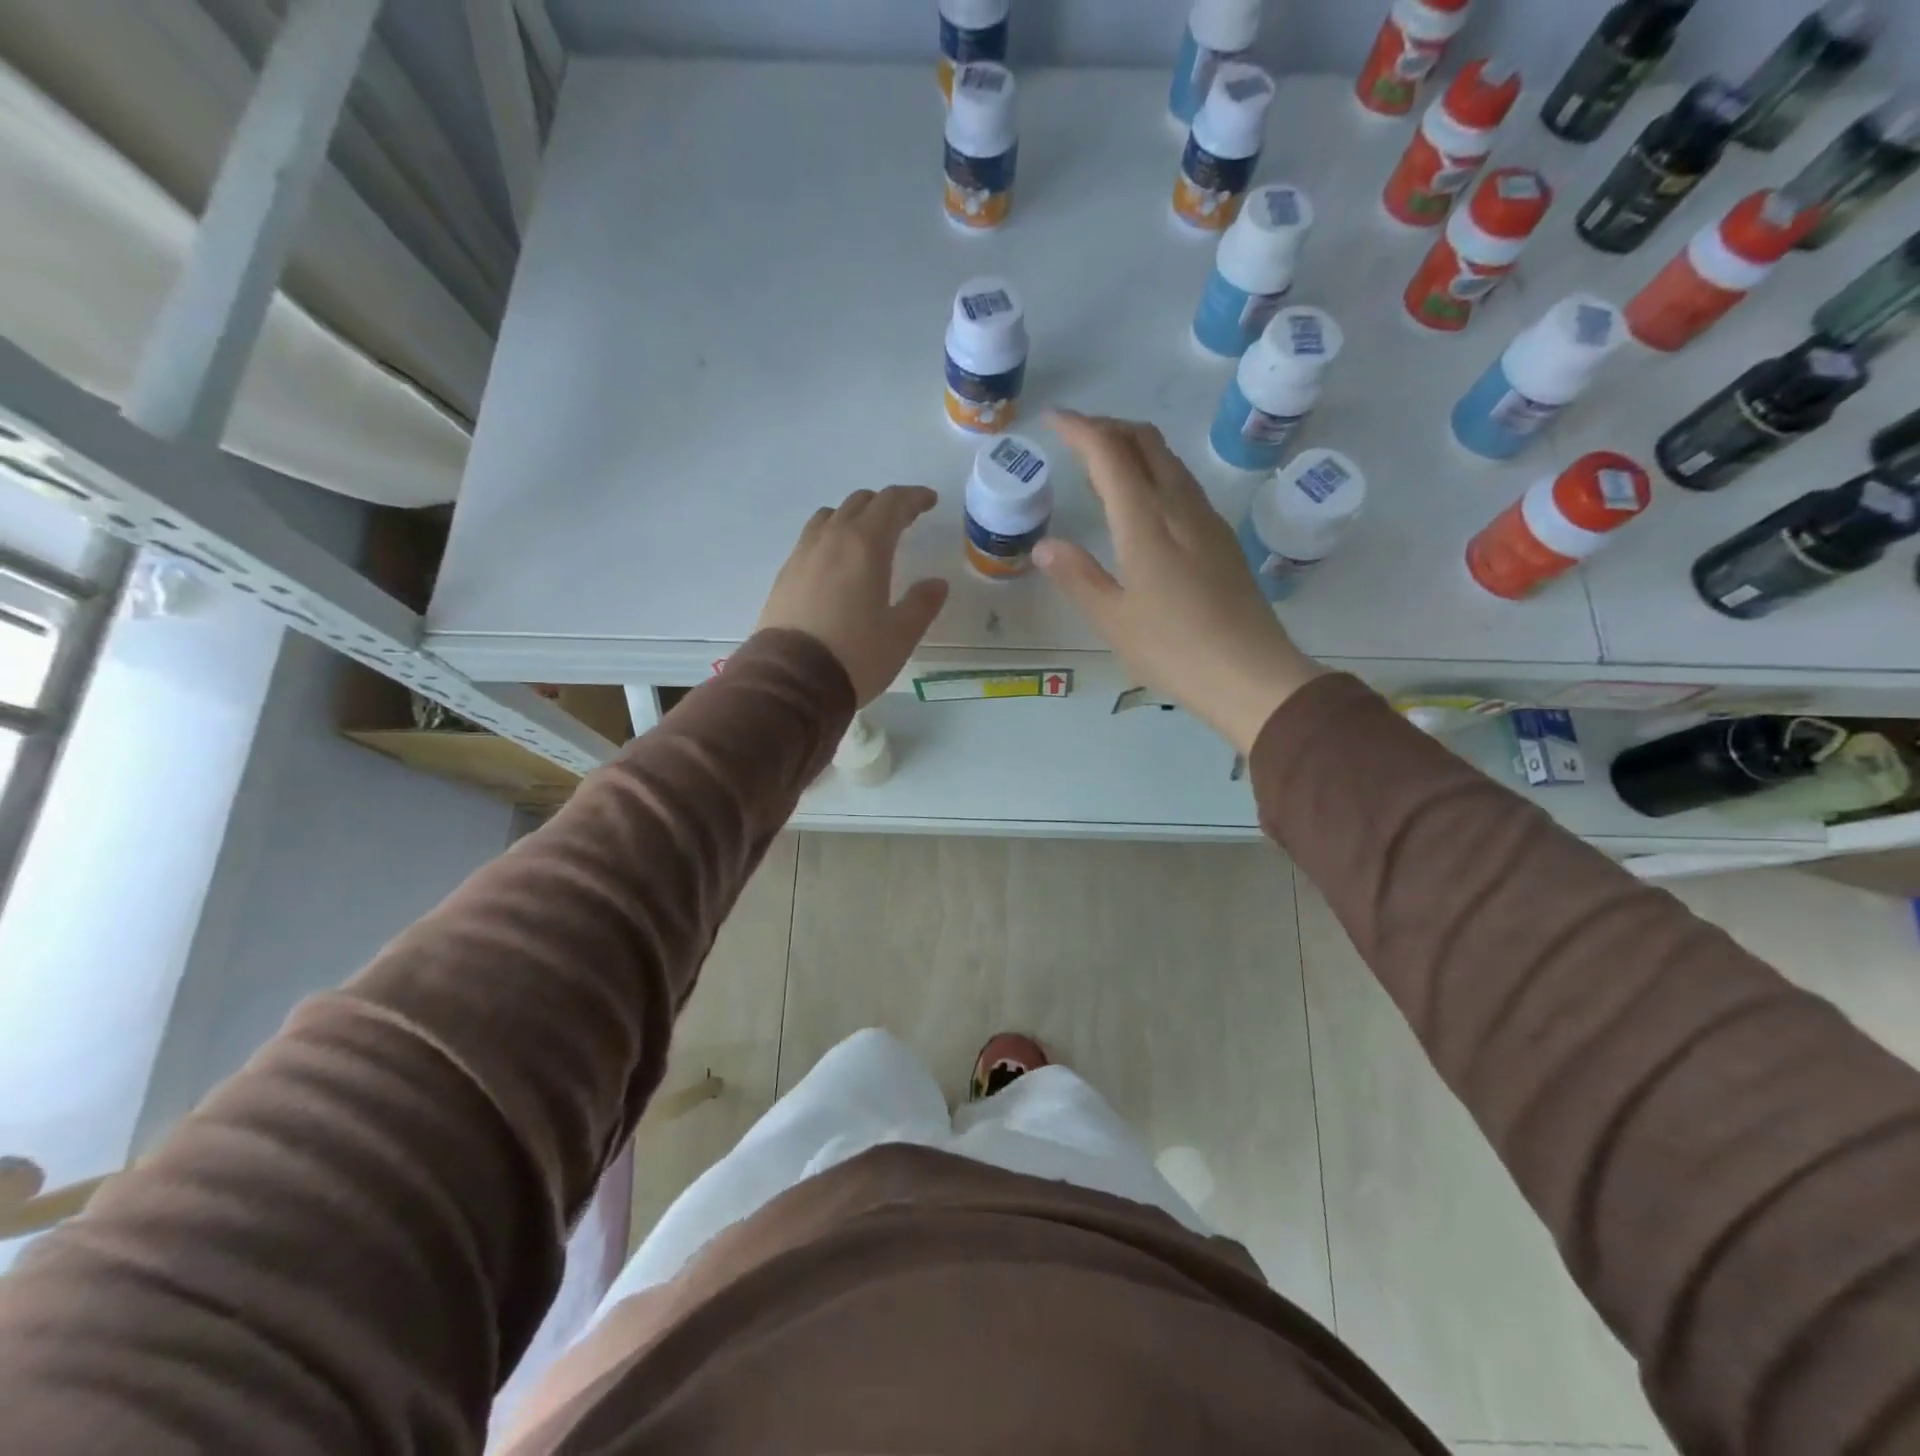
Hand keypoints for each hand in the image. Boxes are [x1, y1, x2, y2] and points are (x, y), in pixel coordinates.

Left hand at [757, 486, 949, 705]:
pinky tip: (837, 563)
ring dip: (853, 517)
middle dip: (885, 505)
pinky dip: (831, 537)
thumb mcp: (900, 635)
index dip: (913, 498)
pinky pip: (811, 539)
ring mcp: (803, 554)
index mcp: (865, 545)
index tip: (929, 501)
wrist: (792, 680)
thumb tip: (937, 584)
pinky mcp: (785, 575)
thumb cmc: (855, 656)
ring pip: (830, 517)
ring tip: (867, 537)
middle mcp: (831, 539)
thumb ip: (922, 604)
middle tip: (904, 519)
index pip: (892, 503)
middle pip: (859, 502)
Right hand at [1038, 411, 1323, 753]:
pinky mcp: (1221, 538)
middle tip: (1075, 437)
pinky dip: (1153, 472)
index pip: (1110, 454)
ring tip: (1102, 465)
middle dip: (1108, 427)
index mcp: (1146, 522)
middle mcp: (1179, 507)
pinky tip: (1142, 502)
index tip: (1054, 419)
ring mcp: (1207, 519)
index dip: (1080, 429)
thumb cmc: (1174, 649)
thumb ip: (1077, 576)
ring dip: (1134, 447)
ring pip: (1169, 460)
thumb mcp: (1113, 619)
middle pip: (1146, 442)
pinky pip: (1183, 484)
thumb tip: (1045, 546)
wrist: (1251, 673)